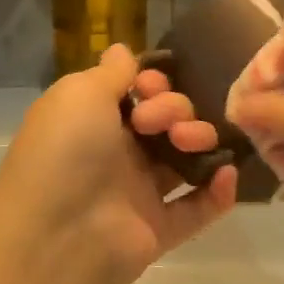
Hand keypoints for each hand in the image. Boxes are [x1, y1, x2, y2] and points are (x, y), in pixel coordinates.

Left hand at [0, 44, 237, 283]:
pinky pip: (197, 208)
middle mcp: (115, 154)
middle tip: (158, 123)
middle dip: (175, 109)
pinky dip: (217, 192)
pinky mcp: (158, 230)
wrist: (57, 233)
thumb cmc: (66, 151)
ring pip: (184, 160)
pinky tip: (226, 173)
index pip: (136, 94)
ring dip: (199, 140)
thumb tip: (122, 50)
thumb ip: (111, 72)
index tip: (151, 86)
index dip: (153, 83)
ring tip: (193, 142)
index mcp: (93, 121)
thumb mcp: (80, 93)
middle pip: (165, 121)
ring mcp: (138, 194)